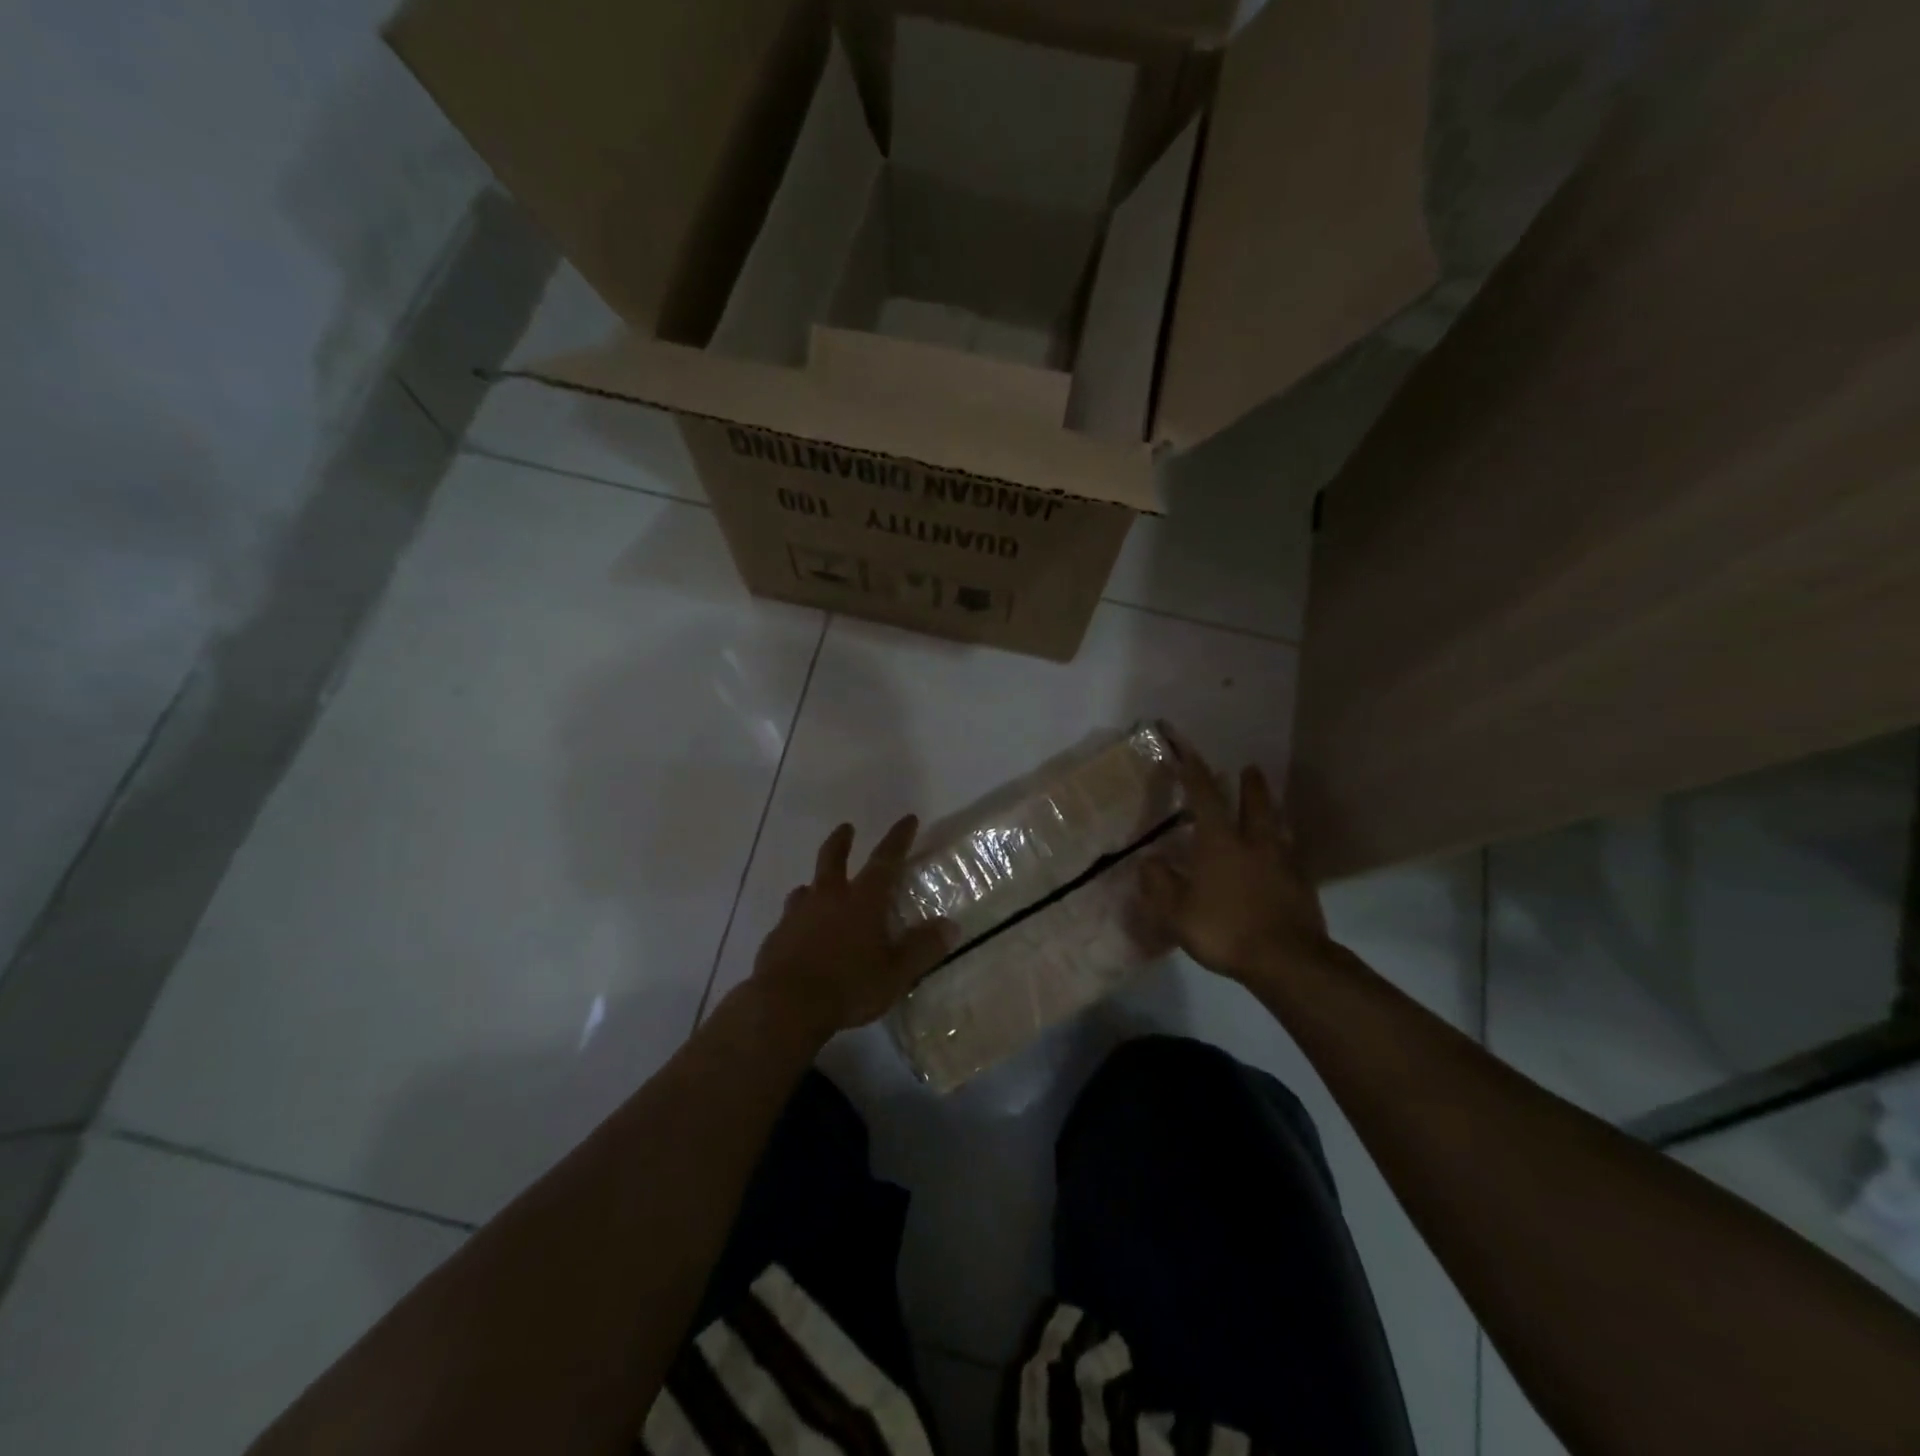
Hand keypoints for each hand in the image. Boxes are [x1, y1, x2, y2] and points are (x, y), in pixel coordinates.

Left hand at [751, 816, 952, 1042]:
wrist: (785, 1006)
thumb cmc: (849, 987)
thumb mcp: (896, 973)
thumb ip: (923, 949)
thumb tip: (951, 926)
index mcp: (862, 901)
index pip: (885, 860)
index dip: (898, 838)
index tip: (908, 819)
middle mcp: (828, 898)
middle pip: (833, 859)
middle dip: (842, 841)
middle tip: (846, 828)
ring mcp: (797, 916)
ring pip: (806, 888)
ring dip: (814, 883)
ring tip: (815, 886)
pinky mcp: (776, 937)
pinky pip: (789, 918)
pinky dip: (798, 917)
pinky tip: (799, 931)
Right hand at [1140, 738, 1331, 985]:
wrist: (1287, 961)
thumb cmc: (1225, 930)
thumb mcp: (1177, 912)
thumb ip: (1159, 885)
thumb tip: (1148, 862)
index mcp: (1220, 843)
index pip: (1205, 797)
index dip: (1194, 772)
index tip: (1187, 751)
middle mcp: (1254, 844)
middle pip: (1255, 804)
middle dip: (1250, 785)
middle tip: (1248, 768)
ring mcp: (1283, 863)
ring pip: (1277, 827)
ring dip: (1270, 810)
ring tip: (1268, 805)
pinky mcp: (1301, 885)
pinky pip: (1290, 855)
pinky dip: (1282, 846)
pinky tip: (1280, 855)